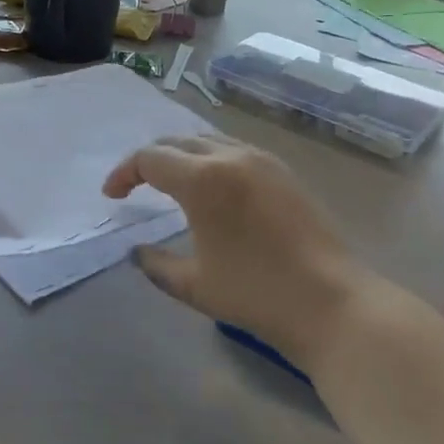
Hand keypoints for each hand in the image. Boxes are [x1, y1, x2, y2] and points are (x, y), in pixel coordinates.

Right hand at [103, 135, 378, 369]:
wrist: (332, 302)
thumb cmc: (256, 294)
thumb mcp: (193, 285)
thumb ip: (156, 263)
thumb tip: (137, 251)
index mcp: (202, 179)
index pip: (150, 159)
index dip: (123, 174)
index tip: (112, 197)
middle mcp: (230, 157)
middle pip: (177, 141)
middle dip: (149, 160)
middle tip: (135, 187)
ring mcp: (262, 160)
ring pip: (208, 140)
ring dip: (181, 155)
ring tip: (169, 182)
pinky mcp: (283, 171)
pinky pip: (234, 150)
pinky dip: (210, 158)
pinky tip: (211, 186)